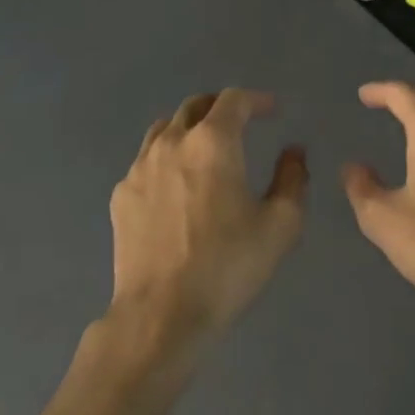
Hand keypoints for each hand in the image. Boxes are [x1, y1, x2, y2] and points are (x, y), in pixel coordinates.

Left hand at [106, 90, 307, 366]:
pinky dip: (166, 158)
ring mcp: (139, 169)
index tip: (272, 111)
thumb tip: (294, 152)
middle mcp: (171, 143)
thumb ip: (292, 179)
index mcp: (212, 143)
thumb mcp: (281, 225)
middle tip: (240, 122)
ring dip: (189, 128)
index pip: (233, 100)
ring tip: (206, 148)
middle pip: (194, 106)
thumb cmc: (228, 266)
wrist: (162, 313)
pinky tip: (177, 185)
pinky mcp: (121, 196)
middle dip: (221, 107)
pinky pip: (146, 161)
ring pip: (164, 129)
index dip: (257, 100)